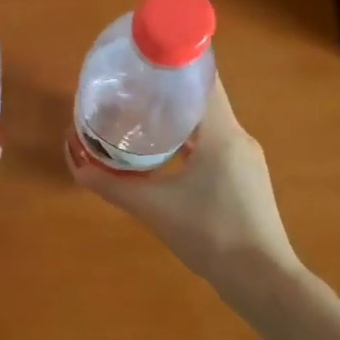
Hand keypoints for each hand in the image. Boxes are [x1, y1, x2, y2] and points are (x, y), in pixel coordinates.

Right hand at [65, 76, 296, 290]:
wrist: (262, 280)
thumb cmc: (210, 233)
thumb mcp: (154, 208)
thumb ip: (113, 186)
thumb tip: (77, 168)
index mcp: (222, 132)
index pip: (203, 79)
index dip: (176, 63)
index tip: (145, 59)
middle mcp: (238, 137)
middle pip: (203, 99)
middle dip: (169, 91)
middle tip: (133, 87)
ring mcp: (246, 160)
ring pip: (209, 124)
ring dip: (180, 118)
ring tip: (142, 117)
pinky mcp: (246, 179)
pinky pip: (215, 145)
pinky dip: (191, 142)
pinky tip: (167, 155)